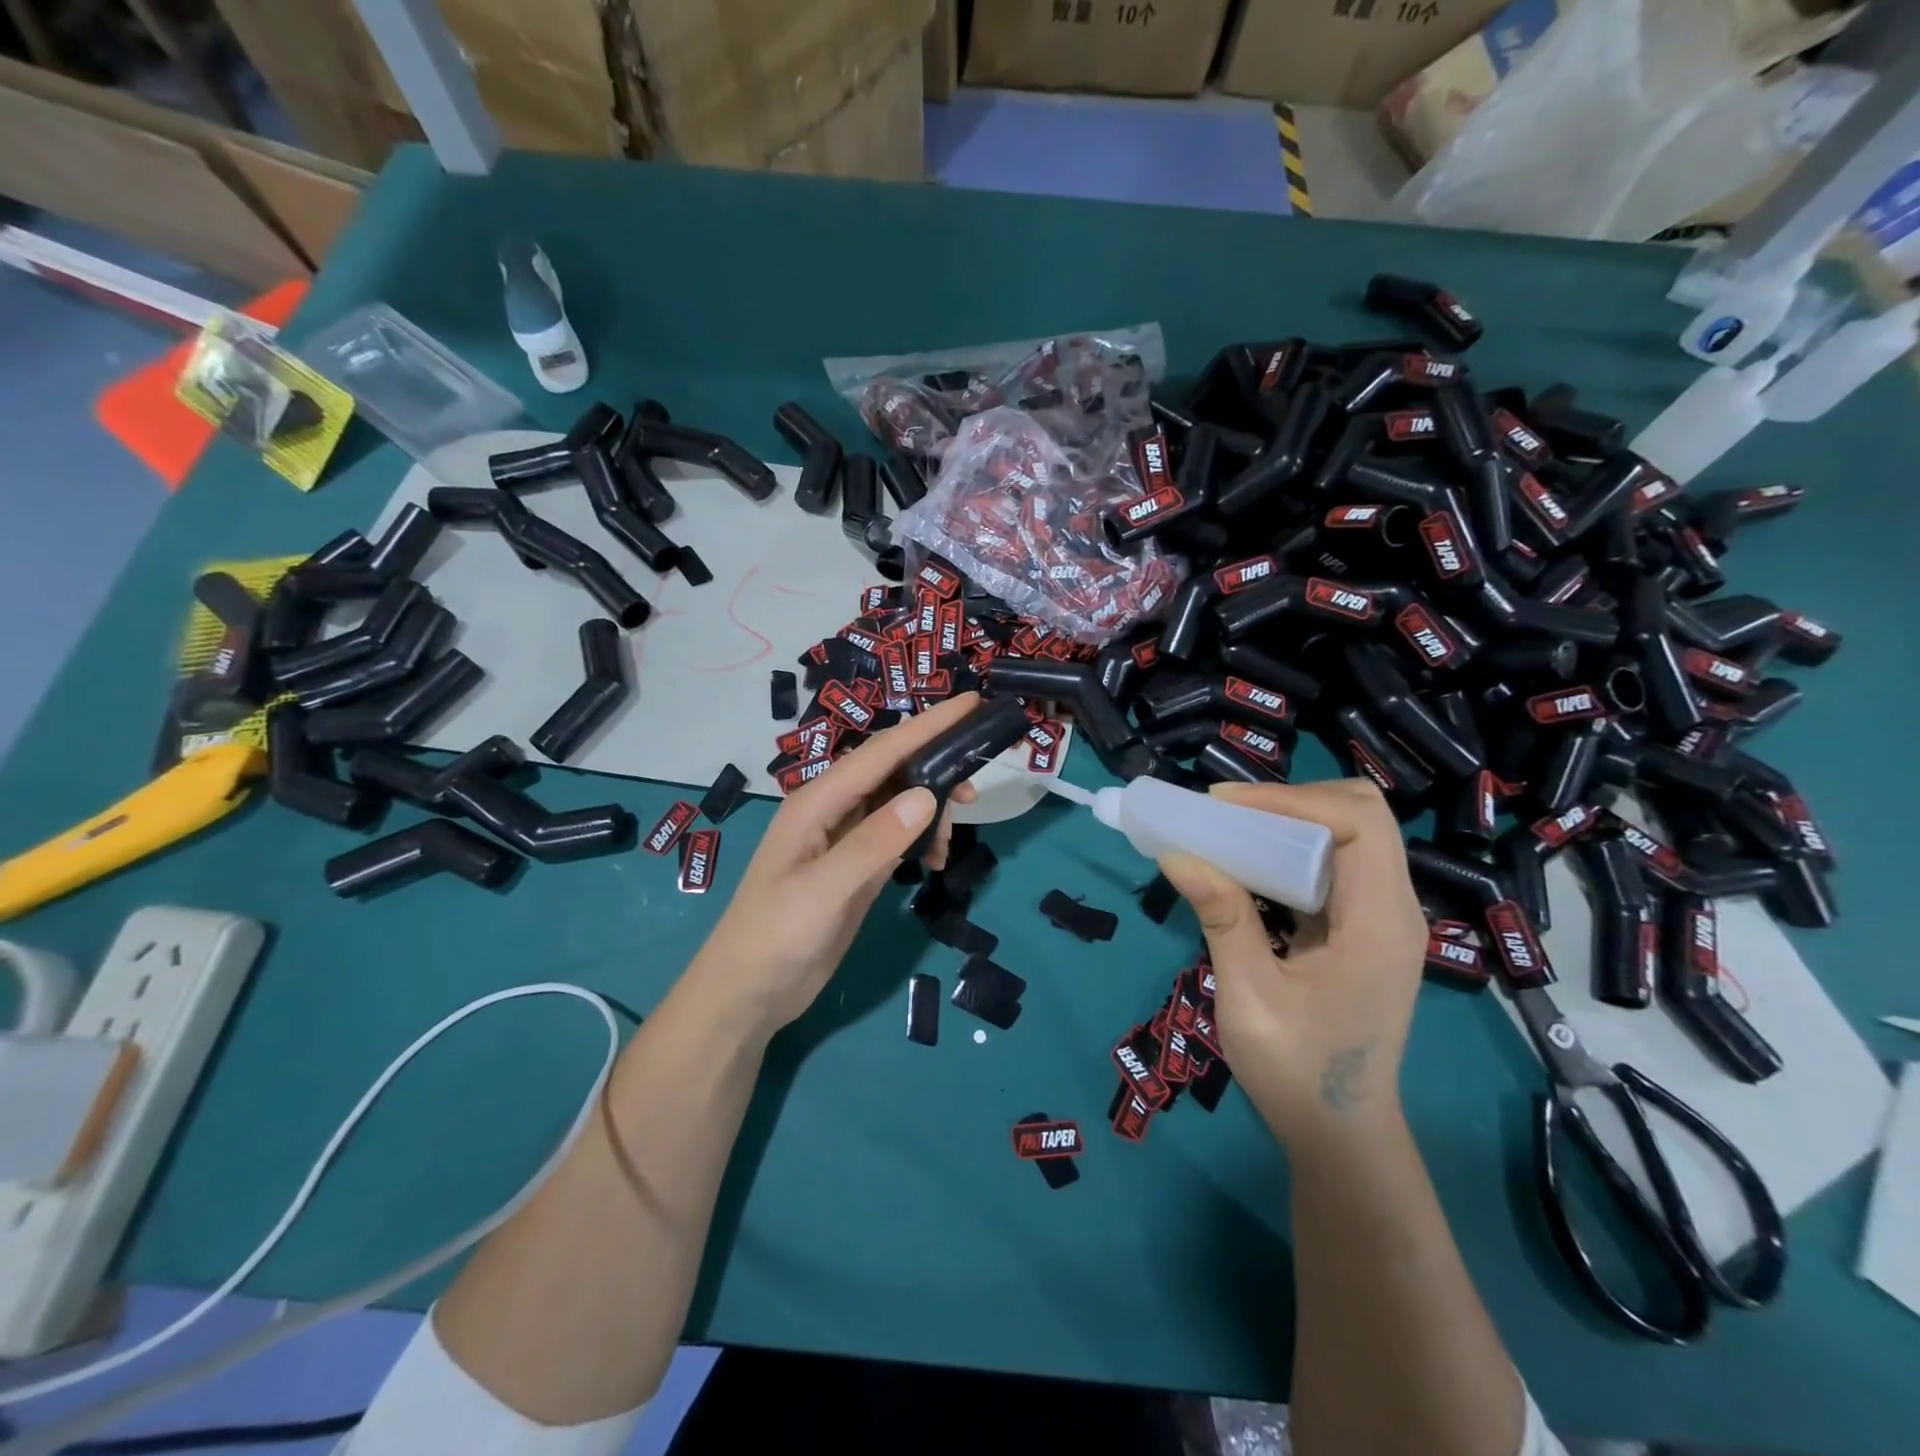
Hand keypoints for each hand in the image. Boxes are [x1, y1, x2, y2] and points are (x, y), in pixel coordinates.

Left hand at [684, 694, 981, 1038]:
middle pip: (894, 770)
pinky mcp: (856, 867)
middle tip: (978, 789)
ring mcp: (845, 839)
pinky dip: (922, 839)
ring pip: (900, 803)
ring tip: (952, 839)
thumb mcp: (823, 891)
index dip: (929, 725)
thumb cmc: (775, 937)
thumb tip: (928, 796)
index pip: (883, 752)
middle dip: (938, 768)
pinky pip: (898, 835)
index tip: (973, 704)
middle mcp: (833, 811)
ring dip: (932, 810)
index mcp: (818, 802)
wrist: (749, 994)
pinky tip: (934, 860)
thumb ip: (873, 843)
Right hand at [1157, 779, 1425, 1154]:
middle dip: (1293, 800)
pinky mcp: (1363, 927)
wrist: (1339, 1133)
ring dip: (1290, 819)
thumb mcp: (1249, 996)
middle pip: (1364, 815)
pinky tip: (1249, 862)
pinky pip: (1337, 862)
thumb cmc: (1297, 1072)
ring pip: (1352, 833)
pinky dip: (1292, 847)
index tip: (1224, 806)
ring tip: (1229, 828)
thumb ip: (1222, 919)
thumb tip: (1178, 855)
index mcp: (1379, 926)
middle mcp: (1394, 911)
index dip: (1292, 800)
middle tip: (1227, 813)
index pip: (1360, 825)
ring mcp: (1383, 918)